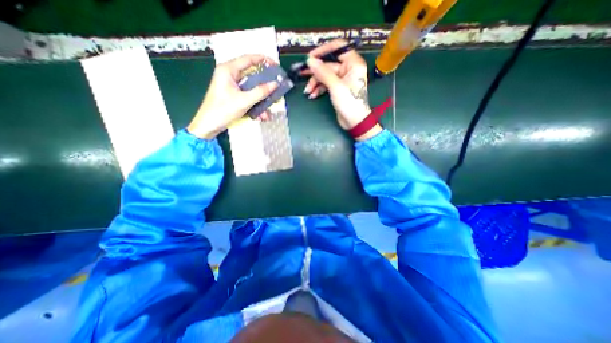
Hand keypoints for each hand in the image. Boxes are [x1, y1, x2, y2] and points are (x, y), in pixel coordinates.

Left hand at [188, 54, 277, 138]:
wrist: (209, 125)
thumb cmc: (222, 110)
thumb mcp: (243, 101)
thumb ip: (260, 92)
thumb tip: (275, 84)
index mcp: (228, 70)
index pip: (248, 59)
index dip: (263, 60)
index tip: (276, 66)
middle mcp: (230, 75)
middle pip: (252, 75)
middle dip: (265, 85)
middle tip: (276, 88)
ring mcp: (232, 86)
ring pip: (252, 89)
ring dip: (261, 100)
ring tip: (267, 111)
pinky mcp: (234, 96)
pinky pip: (249, 97)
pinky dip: (255, 105)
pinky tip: (260, 115)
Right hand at [302, 38, 380, 140]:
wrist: (354, 122)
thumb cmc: (349, 103)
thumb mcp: (335, 86)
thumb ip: (323, 72)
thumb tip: (310, 60)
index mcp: (353, 63)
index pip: (338, 47)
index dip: (323, 50)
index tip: (310, 57)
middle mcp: (348, 69)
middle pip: (328, 64)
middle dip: (315, 72)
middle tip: (302, 74)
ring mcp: (342, 80)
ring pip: (325, 76)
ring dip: (315, 83)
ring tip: (308, 92)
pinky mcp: (337, 89)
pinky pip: (325, 84)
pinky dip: (318, 89)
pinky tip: (312, 95)